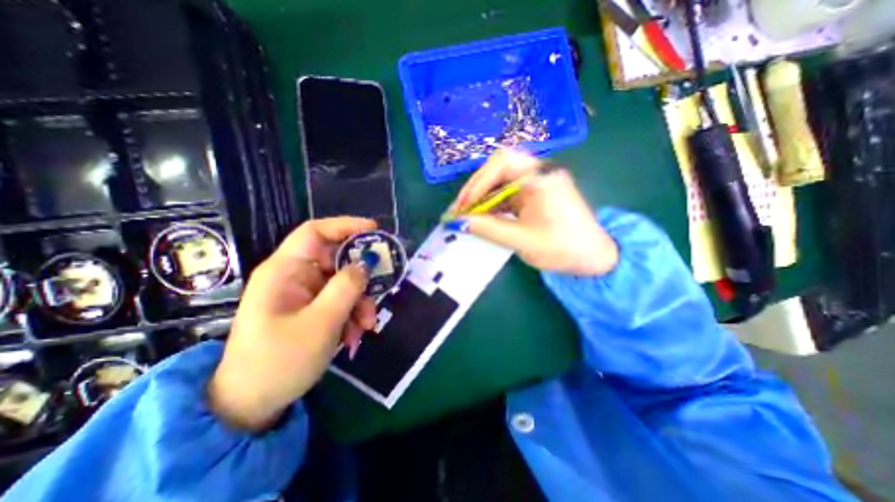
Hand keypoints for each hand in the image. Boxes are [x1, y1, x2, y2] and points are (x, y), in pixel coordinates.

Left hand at [210, 215, 375, 430]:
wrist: (252, 405)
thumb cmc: (279, 362)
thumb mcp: (321, 323)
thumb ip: (346, 288)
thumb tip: (365, 263)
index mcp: (285, 271)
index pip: (316, 232)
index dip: (346, 226)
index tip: (375, 231)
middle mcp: (294, 276)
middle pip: (336, 260)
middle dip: (361, 277)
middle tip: (380, 291)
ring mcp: (304, 293)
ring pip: (343, 283)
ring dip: (360, 302)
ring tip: (366, 326)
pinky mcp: (311, 309)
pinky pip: (339, 301)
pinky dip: (352, 314)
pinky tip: (353, 336)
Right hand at [451, 149, 619, 276]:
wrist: (593, 258)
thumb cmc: (562, 248)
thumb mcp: (521, 240)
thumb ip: (488, 228)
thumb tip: (457, 222)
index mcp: (541, 177)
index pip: (502, 162)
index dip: (478, 182)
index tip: (464, 206)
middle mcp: (539, 172)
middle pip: (499, 167)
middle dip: (476, 188)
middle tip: (461, 209)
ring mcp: (536, 182)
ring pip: (501, 181)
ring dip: (482, 197)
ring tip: (465, 215)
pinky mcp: (534, 194)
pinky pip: (507, 193)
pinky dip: (492, 204)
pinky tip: (481, 217)